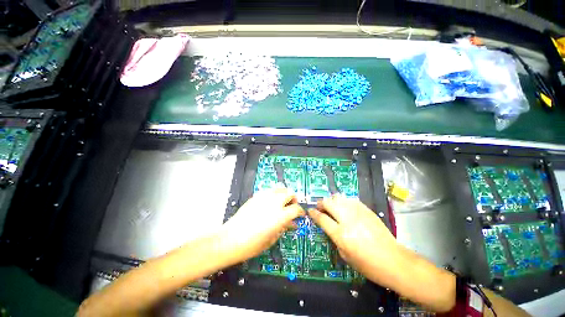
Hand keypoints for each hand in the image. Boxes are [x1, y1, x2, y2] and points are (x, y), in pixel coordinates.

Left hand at [220, 187, 304, 263]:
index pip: (296, 208)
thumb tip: (291, 223)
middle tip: (291, 206)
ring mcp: (264, 197)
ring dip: (284, 194)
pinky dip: (273, 195)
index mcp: (280, 215)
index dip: (301, 211)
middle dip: (293, 199)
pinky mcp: (256, 196)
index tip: (300, 215)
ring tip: (282, 202)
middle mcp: (274, 203)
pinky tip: (270, 203)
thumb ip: (283, 227)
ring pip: (279, 188)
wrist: (230, 239)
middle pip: (289, 193)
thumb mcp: (272, 238)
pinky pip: (269, 191)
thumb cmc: (252, 245)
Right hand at [308, 195, 398, 281]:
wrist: (393, 260)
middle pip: (329, 203)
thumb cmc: (368, 264)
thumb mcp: (345, 255)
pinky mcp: (367, 210)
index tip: (311, 210)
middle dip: (321, 203)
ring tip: (331, 206)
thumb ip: (334, 238)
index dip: (314, 213)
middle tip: (320, 207)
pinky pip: (350, 200)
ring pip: (339, 198)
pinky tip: (344, 206)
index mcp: (341, 234)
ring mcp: (358, 213)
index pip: (322, 218)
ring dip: (332, 200)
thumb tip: (329, 226)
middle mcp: (348, 220)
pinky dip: (344, 201)